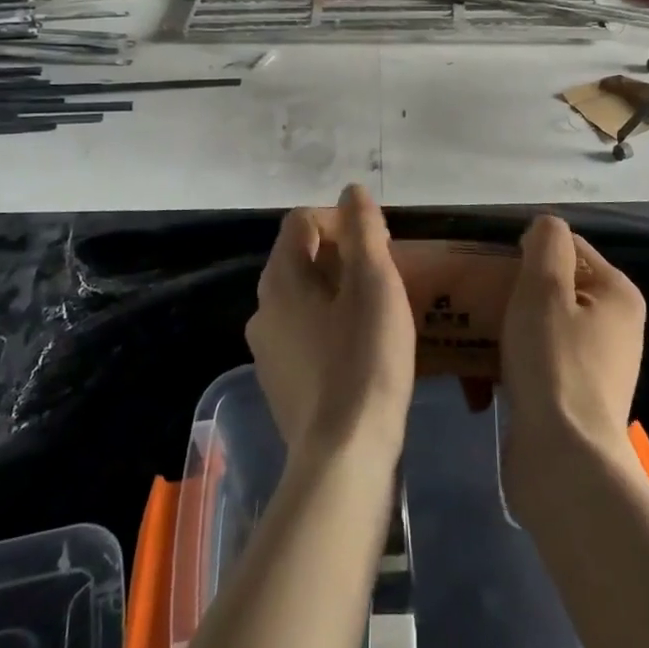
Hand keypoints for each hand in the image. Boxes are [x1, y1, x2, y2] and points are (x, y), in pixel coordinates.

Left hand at [245, 185, 416, 465]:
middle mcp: (262, 309)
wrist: (343, 457)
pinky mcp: (280, 384)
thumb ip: (363, 229)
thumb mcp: (374, 282)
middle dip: (344, 255)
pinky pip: (304, 335)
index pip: (302, 221)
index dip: (341, 219)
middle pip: (302, 259)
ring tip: (379, 311)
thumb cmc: (364, 358)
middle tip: (385, 274)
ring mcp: (267, 351)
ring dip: (339, 292)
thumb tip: (351, 191)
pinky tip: (361, 351)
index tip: (379, 242)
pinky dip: (330, 327)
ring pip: (304, 299)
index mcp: (280, 278)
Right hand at [500, 215, 644, 487]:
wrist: (563, 463)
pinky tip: (481, 382)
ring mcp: (597, 367)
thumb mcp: (543, 288)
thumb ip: (546, 243)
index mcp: (617, 295)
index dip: (526, 253)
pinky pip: (538, 365)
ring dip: (504, 333)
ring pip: (540, 328)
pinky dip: (511, 367)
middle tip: (475, 306)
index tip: (492, 272)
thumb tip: (544, 230)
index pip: (567, 249)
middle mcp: (615, 327)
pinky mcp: (576, 401)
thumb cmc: (554, 364)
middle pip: (552, 290)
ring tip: (470, 343)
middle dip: (510, 296)